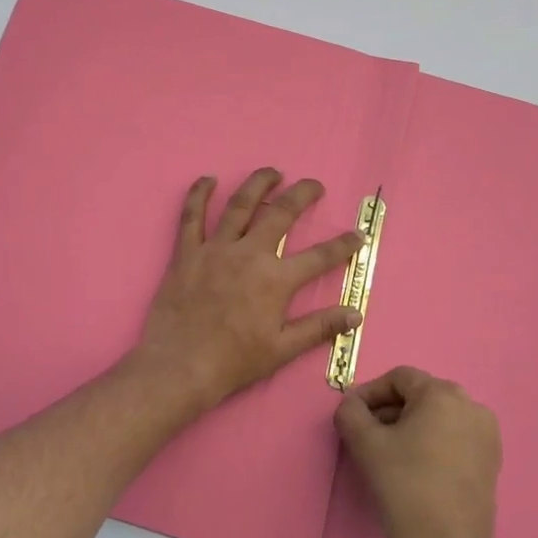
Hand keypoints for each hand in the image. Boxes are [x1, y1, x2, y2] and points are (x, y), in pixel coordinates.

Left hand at [134, 169, 365, 413]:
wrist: (180, 365)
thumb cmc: (233, 362)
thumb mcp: (282, 349)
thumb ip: (319, 327)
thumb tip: (355, 313)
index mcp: (276, 280)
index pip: (319, 257)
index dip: (343, 245)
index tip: (358, 235)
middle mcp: (249, 255)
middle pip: (281, 214)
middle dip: (302, 195)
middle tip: (314, 185)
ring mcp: (215, 250)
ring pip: (239, 205)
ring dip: (258, 184)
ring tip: (272, 172)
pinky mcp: (186, 252)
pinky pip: (191, 216)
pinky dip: (199, 194)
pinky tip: (207, 179)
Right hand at [335, 367, 504, 537]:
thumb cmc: (405, 488)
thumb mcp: (365, 444)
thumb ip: (350, 412)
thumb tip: (352, 405)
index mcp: (444, 394)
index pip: (399, 379)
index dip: (370, 393)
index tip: (352, 416)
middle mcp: (472, 406)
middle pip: (419, 396)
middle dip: (389, 411)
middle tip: (366, 435)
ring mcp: (487, 435)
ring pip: (436, 417)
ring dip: (408, 427)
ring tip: (387, 454)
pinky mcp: (491, 461)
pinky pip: (453, 437)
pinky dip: (430, 443)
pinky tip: (413, 468)